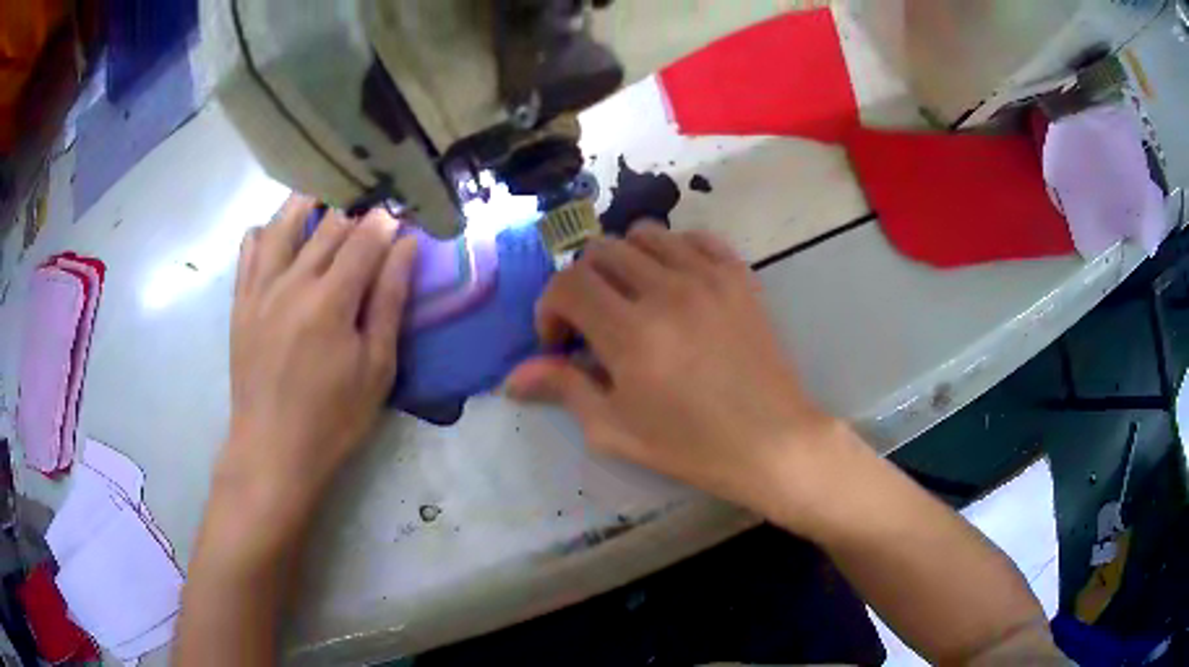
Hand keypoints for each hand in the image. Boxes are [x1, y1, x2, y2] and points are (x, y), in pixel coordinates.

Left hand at [219, 194, 416, 533]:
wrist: (272, 449)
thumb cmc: (333, 417)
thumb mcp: (376, 367)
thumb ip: (389, 301)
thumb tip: (405, 247)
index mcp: (330, 300)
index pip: (364, 238)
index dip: (387, 221)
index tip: (401, 215)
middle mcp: (292, 281)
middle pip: (327, 224)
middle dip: (356, 210)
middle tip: (372, 207)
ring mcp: (261, 288)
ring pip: (283, 223)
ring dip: (309, 203)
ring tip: (326, 200)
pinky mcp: (241, 301)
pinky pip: (249, 248)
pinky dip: (266, 230)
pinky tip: (279, 234)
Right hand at [505, 224, 837, 515]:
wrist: (773, 441)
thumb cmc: (692, 446)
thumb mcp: (616, 429)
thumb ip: (563, 389)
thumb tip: (512, 377)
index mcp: (631, 334)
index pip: (568, 284)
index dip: (550, 308)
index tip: (561, 342)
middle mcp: (666, 291)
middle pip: (600, 252)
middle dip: (582, 284)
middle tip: (594, 323)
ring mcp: (708, 277)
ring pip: (644, 235)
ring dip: (624, 263)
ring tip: (634, 300)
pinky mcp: (739, 275)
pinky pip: (694, 237)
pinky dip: (672, 252)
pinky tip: (675, 285)